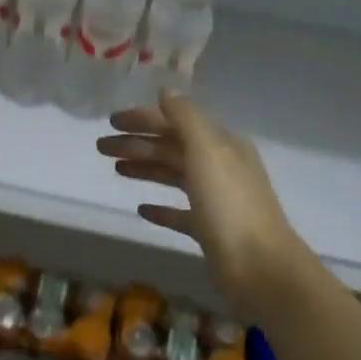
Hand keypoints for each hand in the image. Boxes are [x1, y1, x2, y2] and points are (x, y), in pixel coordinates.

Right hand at [97, 94, 301, 313]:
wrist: (259, 266)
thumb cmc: (230, 206)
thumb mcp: (208, 152)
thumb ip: (186, 119)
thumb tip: (166, 92)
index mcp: (222, 145)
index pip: (177, 122)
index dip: (144, 119)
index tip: (111, 121)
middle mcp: (220, 167)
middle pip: (172, 148)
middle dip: (137, 144)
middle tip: (101, 147)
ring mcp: (216, 200)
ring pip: (174, 176)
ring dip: (145, 169)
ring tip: (115, 169)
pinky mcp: (210, 230)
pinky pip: (180, 213)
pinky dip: (161, 208)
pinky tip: (141, 209)